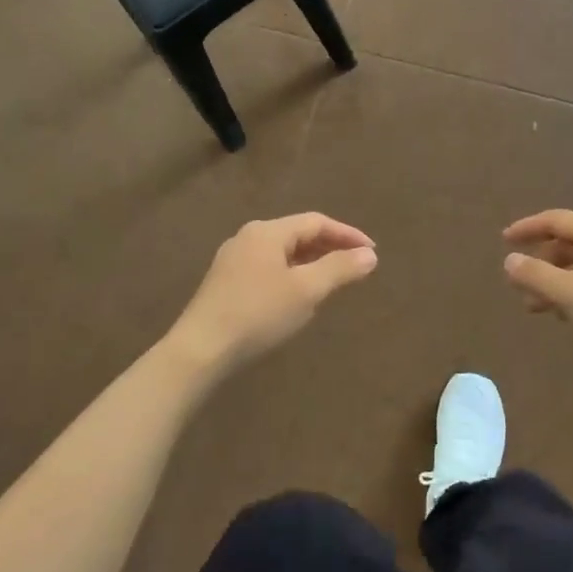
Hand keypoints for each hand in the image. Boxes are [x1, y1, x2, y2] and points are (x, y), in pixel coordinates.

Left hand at [166, 214, 377, 372]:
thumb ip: (339, 269)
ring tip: (333, 279)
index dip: (347, 234)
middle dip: (330, 247)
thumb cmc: (258, 314)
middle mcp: (248, 237)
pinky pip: (268, 267)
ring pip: (282, 252)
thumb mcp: (306, 291)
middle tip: (357, 264)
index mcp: (267, 231)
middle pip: (297, 234)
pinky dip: (291, 274)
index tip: (372, 251)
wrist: (200, 349)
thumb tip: (369, 255)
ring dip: (311, 261)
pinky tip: (298, 295)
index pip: (316, 222)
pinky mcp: (225, 282)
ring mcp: (233, 259)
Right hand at [503, 210, 572, 382]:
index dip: (527, 228)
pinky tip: (567, 315)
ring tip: (535, 307)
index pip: (557, 220)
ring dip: (556, 281)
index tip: (503, 241)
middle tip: (518, 283)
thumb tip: (510, 260)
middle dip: (541, 261)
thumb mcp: (570, 295)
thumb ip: (535, 275)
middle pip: (570, 243)